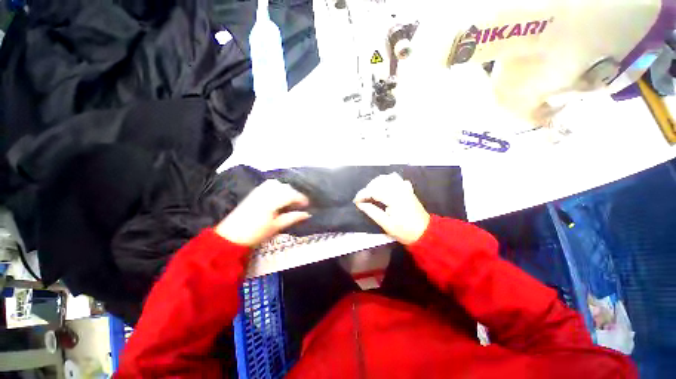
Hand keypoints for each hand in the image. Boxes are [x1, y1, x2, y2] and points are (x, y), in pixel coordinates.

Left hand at [215, 180, 310, 246]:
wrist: (231, 236)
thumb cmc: (255, 233)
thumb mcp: (276, 227)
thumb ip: (292, 218)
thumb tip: (307, 214)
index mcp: (272, 202)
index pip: (291, 195)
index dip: (301, 198)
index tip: (308, 205)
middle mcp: (266, 193)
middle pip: (285, 187)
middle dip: (295, 194)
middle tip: (299, 204)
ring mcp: (259, 191)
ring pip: (277, 183)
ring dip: (286, 189)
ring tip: (290, 199)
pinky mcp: (254, 192)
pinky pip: (269, 184)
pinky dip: (277, 187)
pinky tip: (279, 195)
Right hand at [353, 173, 430, 244]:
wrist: (425, 232)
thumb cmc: (405, 231)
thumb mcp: (386, 224)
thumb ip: (372, 211)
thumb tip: (360, 204)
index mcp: (394, 198)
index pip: (374, 190)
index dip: (362, 194)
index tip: (356, 201)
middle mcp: (399, 189)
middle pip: (379, 181)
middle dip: (368, 188)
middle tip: (363, 199)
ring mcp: (405, 187)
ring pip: (388, 177)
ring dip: (377, 183)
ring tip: (372, 193)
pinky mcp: (408, 189)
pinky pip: (396, 179)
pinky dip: (388, 181)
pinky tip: (385, 189)